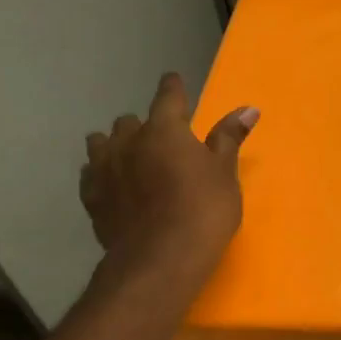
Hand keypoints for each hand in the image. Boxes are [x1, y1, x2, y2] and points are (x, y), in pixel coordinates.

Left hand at [80, 72, 258, 287]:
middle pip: (129, 121)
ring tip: (131, 158)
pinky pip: (91, 174)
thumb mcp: (225, 172)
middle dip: (144, 125)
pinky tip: (113, 184)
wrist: (161, 258)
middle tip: (161, 140)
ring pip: (101, 143)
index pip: (168, 96)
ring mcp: (104, 169)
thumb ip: (230, 138)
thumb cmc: (204, 209)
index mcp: (165, 129)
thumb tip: (248, 108)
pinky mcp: (91, 198)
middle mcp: (128, 141)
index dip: (173, 88)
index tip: (174, 81)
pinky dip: (103, 173)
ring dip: (116, 145)